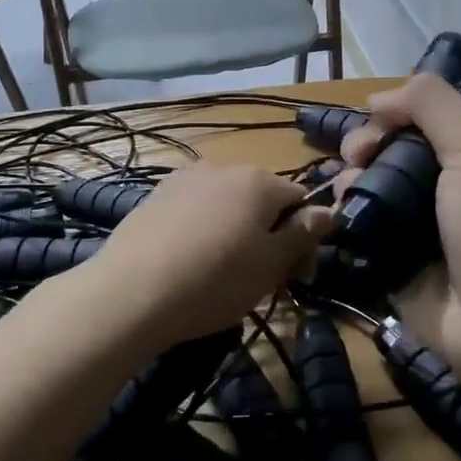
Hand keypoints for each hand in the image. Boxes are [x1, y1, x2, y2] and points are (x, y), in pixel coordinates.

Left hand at [87, 163, 332, 345]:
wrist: (130, 293)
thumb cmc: (215, 280)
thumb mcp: (271, 265)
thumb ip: (304, 233)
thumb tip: (330, 210)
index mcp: (259, 180)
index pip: (300, 200)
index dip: (306, 239)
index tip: (297, 277)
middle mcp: (224, 167)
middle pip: (263, 199)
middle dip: (270, 234)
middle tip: (262, 280)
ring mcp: (185, 179)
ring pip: (228, 204)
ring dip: (236, 231)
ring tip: (222, 273)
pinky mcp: (155, 196)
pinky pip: (195, 210)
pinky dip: (203, 231)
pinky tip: (190, 262)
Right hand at [338, 75, 460, 382]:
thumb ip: (432, 104)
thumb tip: (376, 98)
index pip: (414, 121)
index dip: (387, 117)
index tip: (373, 127)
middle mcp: (438, 188)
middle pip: (383, 153)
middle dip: (361, 149)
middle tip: (357, 162)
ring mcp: (411, 229)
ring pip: (364, 190)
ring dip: (347, 183)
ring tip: (347, 194)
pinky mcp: (389, 265)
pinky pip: (356, 233)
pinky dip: (342, 221)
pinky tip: (337, 220)